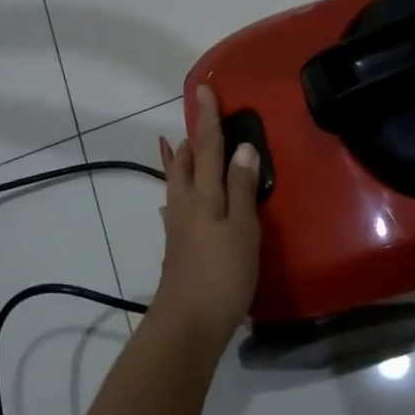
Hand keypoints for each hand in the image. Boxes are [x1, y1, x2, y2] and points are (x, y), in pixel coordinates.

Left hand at [150, 85, 260, 349]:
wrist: (187, 323)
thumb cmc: (222, 274)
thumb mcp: (242, 229)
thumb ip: (242, 188)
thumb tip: (242, 148)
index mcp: (204, 195)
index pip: (208, 147)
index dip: (208, 119)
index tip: (204, 90)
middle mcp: (186, 204)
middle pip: (185, 163)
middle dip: (191, 139)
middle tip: (195, 119)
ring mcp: (178, 227)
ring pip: (177, 183)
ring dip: (180, 162)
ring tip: (178, 147)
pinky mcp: (177, 247)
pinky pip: (175, 206)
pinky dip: (176, 193)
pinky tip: (172, 203)